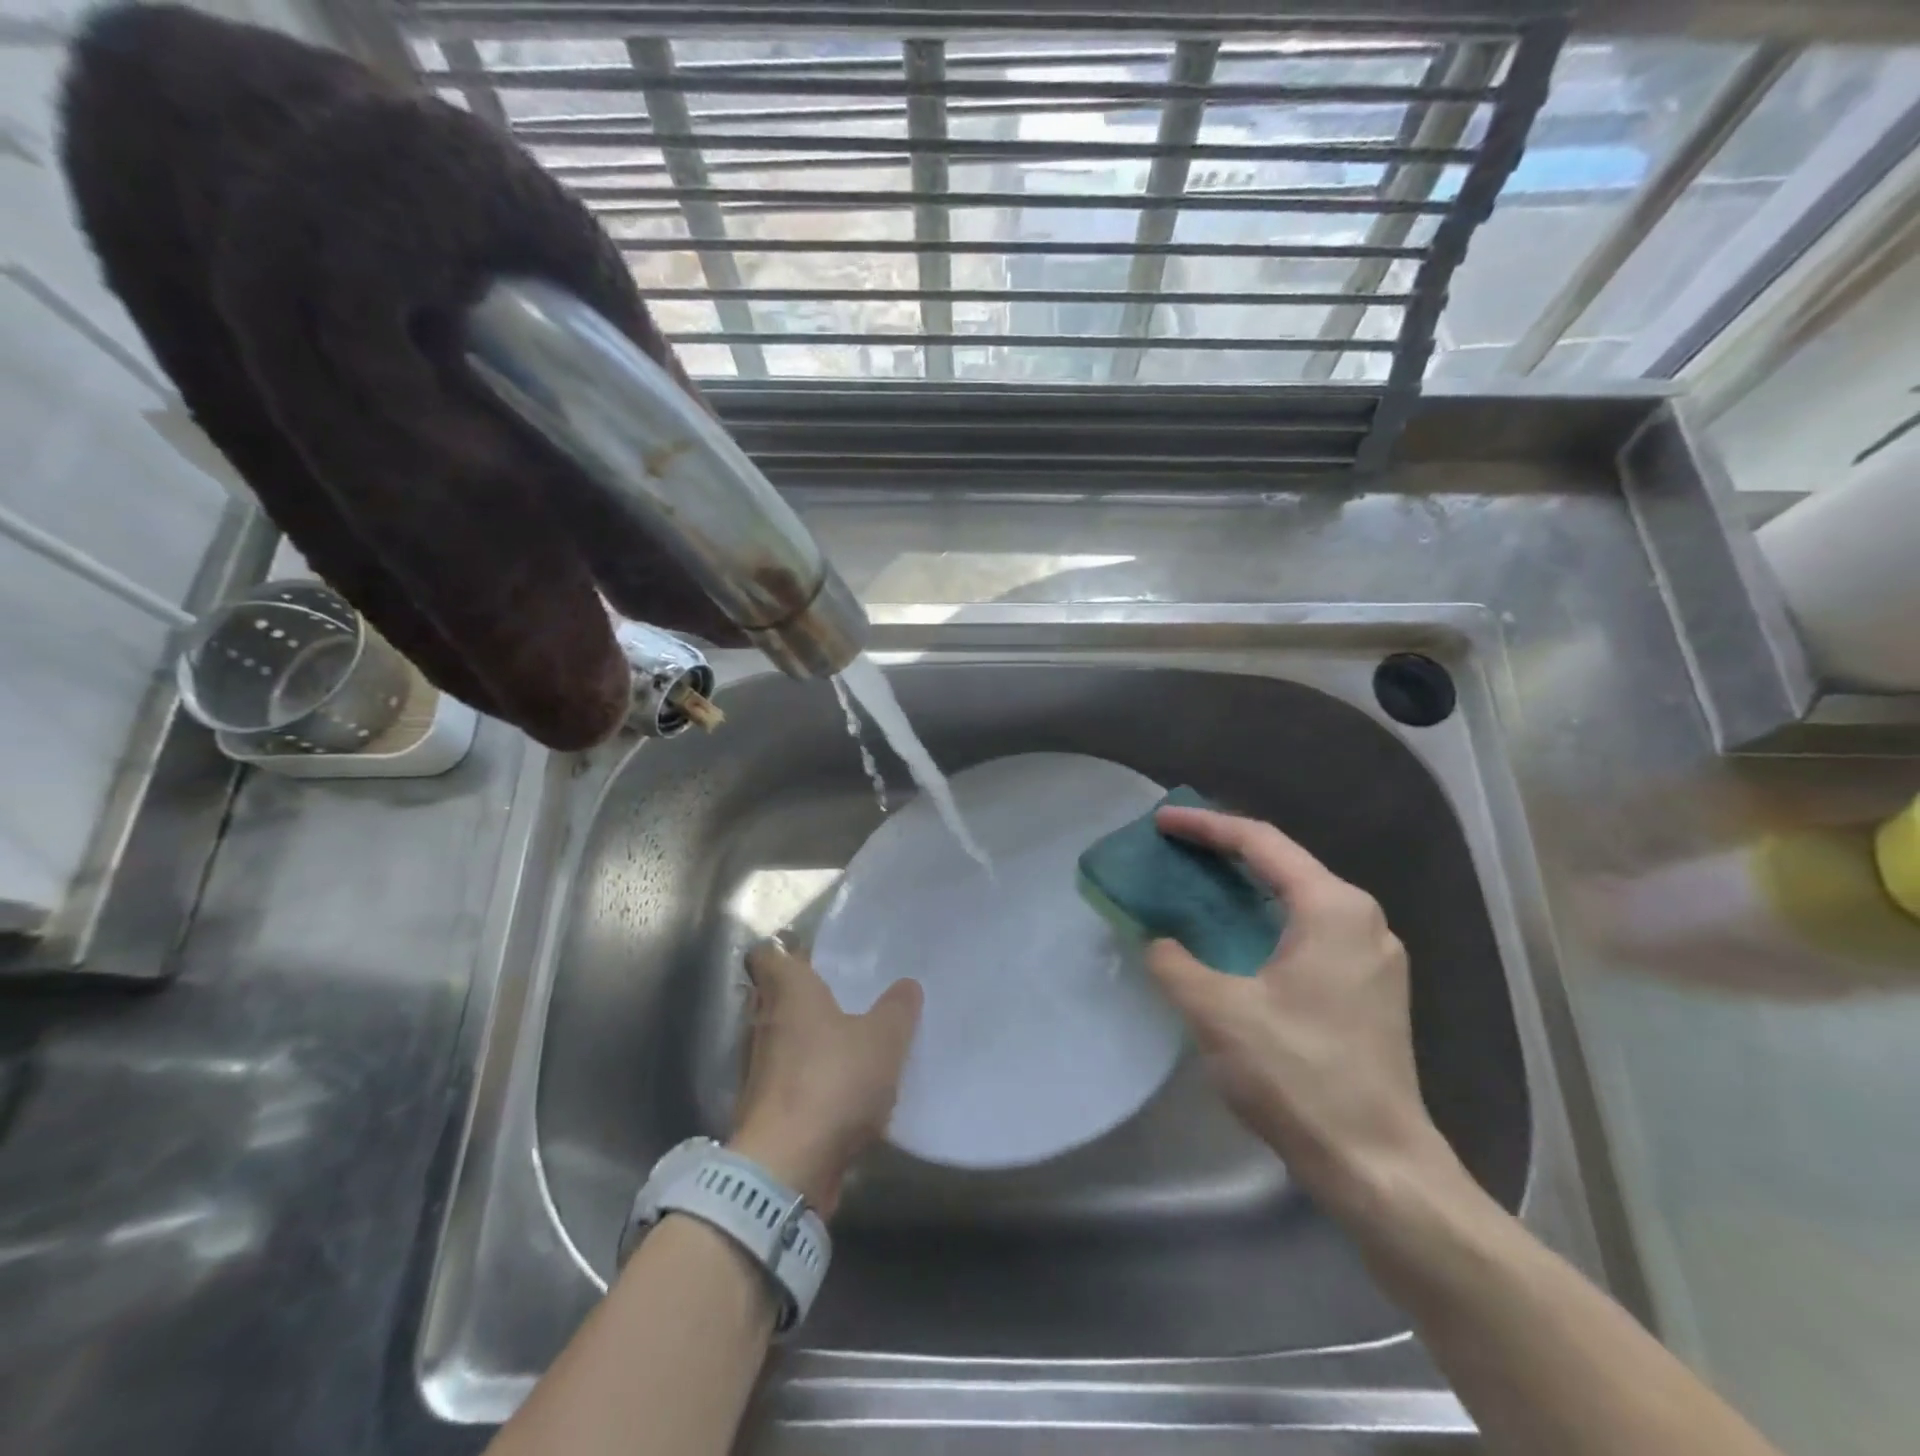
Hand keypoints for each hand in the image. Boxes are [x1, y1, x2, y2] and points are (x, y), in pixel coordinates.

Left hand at [729, 941, 921, 1215]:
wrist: (786, 1168)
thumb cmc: (832, 1082)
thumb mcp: (883, 1040)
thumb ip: (897, 1009)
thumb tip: (906, 985)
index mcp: (788, 993)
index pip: (767, 956)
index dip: (785, 952)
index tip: (813, 956)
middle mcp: (764, 1024)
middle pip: (775, 999)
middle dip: (804, 997)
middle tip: (843, 995)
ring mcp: (758, 1070)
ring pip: (782, 1040)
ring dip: (807, 1041)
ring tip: (848, 1041)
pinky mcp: (764, 1110)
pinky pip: (788, 1081)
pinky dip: (807, 1080)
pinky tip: (841, 1089)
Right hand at [1145, 807, 1460, 1214]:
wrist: (1378, 1167)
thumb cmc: (1300, 1076)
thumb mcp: (1219, 1012)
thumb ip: (1174, 963)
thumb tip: (1156, 940)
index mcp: (1333, 908)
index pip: (1261, 843)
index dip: (1206, 826)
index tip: (1161, 822)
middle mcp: (1362, 919)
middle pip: (1283, 863)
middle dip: (1225, 851)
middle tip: (1174, 849)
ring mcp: (1373, 955)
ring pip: (1298, 898)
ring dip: (1245, 886)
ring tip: (1197, 885)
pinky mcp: (1371, 989)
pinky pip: (1309, 930)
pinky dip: (1265, 919)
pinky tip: (1235, 938)